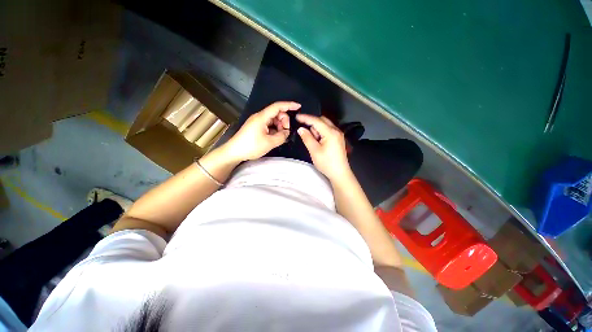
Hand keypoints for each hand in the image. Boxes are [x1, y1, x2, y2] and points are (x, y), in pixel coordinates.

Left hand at [223, 101, 300, 161]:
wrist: (234, 152)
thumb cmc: (251, 146)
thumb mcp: (269, 143)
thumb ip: (281, 136)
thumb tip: (287, 132)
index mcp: (262, 117)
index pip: (277, 106)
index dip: (289, 105)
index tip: (298, 106)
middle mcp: (260, 117)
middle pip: (276, 113)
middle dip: (284, 121)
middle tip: (285, 133)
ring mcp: (257, 122)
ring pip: (273, 120)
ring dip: (279, 127)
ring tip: (280, 137)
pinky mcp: (256, 127)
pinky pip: (269, 125)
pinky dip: (274, 130)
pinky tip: (276, 137)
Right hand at [296, 114, 351, 181]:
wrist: (340, 173)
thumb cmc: (326, 163)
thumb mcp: (314, 151)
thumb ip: (307, 138)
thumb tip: (301, 129)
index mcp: (330, 132)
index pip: (316, 121)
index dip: (305, 118)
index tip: (296, 116)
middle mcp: (336, 130)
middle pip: (322, 120)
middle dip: (312, 123)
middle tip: (304, 132)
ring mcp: (338, 134)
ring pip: (325, 125)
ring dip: (317, 129)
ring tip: (313, 141)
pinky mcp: (338, 139)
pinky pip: (328, 130)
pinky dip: (321, 132)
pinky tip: (318, 141)